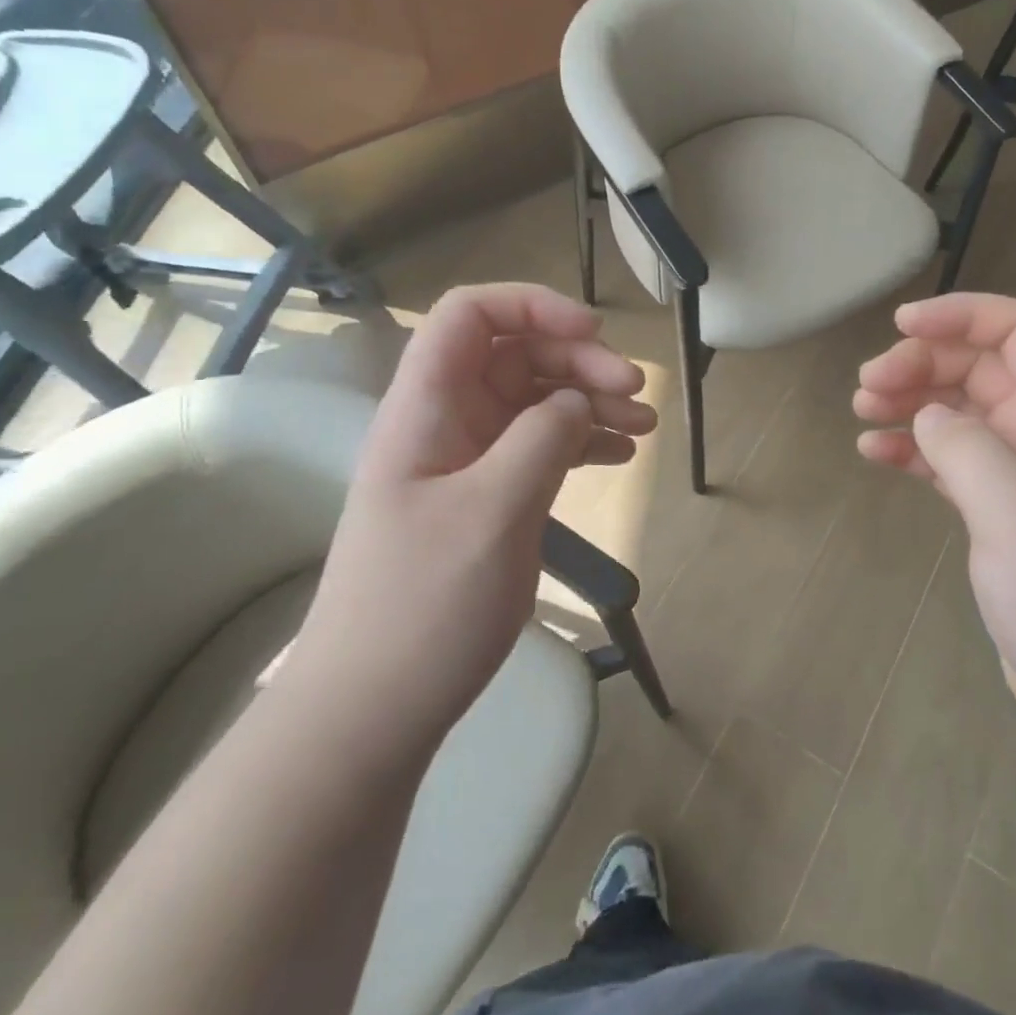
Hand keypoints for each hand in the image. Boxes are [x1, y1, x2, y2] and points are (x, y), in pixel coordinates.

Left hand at [288, 284, 655, 751]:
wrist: (373, 710)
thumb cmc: (423, 605)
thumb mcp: (492, 511)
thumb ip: (541, 438)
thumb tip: (576, 400)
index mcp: (426, 407)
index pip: (470, 315)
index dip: (532, 304)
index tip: (592, 333)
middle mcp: (446, 422)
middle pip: (515, 354)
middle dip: (579, 361)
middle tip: (636, 393)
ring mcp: (467, 462)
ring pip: (534, 401)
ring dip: (590, 401)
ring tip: (642, 427)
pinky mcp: (487, 498)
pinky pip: (539, 447)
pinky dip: (580, 441)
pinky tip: (617, 456)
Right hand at [855, 293, 1015, 747]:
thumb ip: (968, 450)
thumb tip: (926, 416)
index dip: (963, 314)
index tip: (902, 324)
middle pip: (979, 366)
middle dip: (921, 362)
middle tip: (867, 386)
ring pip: (958, 409)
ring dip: (909, 400)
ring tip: (862, 410)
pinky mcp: (997, 512)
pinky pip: (947, 458)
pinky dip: (910, 448)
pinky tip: (873, 454)